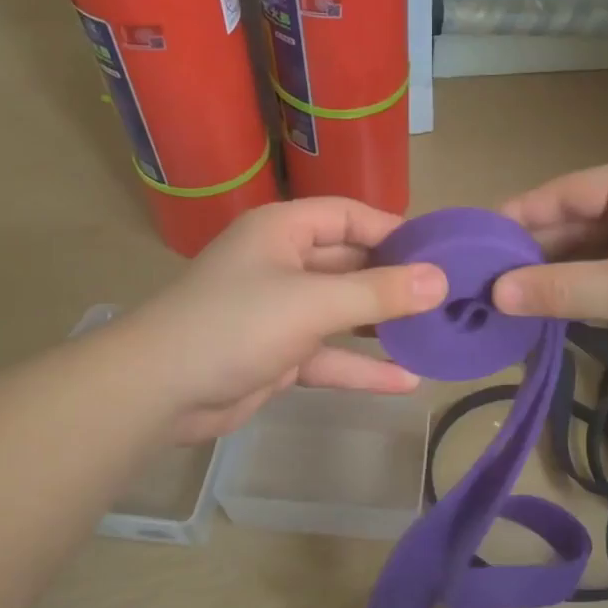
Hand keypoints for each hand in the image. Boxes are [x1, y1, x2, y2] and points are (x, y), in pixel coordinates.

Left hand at [119, 198, 446, 441]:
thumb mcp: (312, 303)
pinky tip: (406, 382)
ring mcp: (280, 312)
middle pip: (351, 265)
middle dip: (395, 283)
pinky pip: (329, 356)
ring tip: (435, 336)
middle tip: (447, 298)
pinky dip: (361, 368)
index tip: (440, 253)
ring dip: (383, 327)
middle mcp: (284, 264)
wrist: (160, 391)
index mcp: (284, 231)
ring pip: (343, 314)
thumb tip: (439, 280)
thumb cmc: (235, 325)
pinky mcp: (278, 355)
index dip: (394, 231)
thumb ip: (378, 292)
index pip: (349, 216)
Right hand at [492, 157, 607, 381]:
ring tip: (511, 300)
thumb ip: (560, 289)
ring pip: (597, 249)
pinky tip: (558, 310)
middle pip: (578, 220)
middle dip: (535, 251)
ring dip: (560, 274)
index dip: (517, 217)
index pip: (564, 192)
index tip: (474, 244)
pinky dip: (588, 289)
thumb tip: (495, 292)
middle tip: (486, 282)